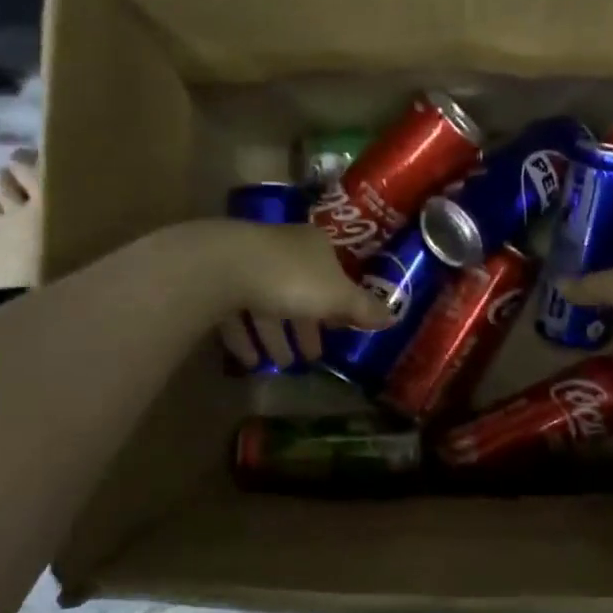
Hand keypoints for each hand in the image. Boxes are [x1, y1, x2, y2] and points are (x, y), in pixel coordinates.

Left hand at [201, 220, 394, 369]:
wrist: (224, 268)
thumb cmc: (292, 278)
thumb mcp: (337, 297)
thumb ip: (363, 309)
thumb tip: (394, 318)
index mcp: (314, 246)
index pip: (333, 274)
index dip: (339, 302)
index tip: (341, 329)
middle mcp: (281, 250)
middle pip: (300, 291)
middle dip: (306, 326)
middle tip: (313, 356)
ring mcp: (247, 264)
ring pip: (266, 304)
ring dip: (276, 336)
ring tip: (283, 366)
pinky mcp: (218, 282)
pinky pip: (236, 314)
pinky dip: (245, 338)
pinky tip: (252, 362)